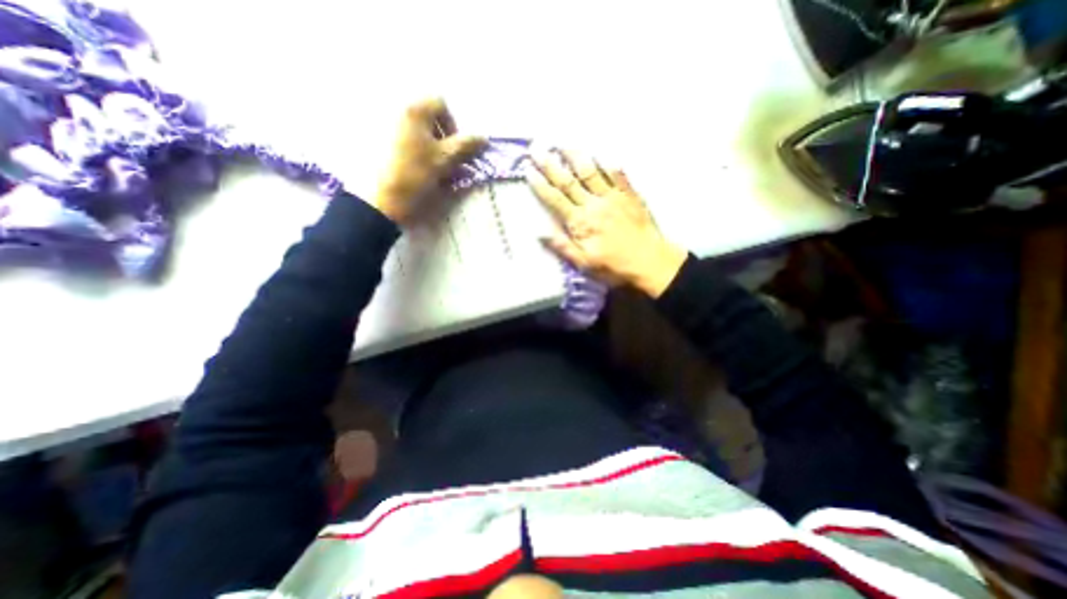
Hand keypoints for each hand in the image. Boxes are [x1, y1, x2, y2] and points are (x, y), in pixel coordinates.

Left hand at [369, 98, 480, 223]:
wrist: (381, 199)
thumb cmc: (416, 175)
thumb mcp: (445, 160)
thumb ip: (466, 146)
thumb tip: (484, 138)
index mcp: (414, 111)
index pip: (441, 105)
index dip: (452, 126)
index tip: (453, 149)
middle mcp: (398, 111)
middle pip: (429, 119)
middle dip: (443, 139)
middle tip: (445, 162)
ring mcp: (387, 128)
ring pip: (419, 133)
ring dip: (432, 149)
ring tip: (433, 171)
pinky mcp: (381, 145)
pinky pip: (407, 143)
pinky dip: (418, 154)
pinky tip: (418, 172)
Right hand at [525, 147, 682, 295]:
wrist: (649, 262)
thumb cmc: (614, 266)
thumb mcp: (584, 264)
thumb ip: (562, 246)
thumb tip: (539, 232)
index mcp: (580, 222)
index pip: (555, 199)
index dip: (540, 184)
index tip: (528, 170)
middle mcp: (593, 204)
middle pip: (568, 181)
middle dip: (551, 164)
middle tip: (537, 148)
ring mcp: (613, 197)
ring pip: (591, 172)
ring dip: (576, 156)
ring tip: (563, 143)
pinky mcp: (629, 195)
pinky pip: (618, 175)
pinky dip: (609, 163)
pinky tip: (601, 153)